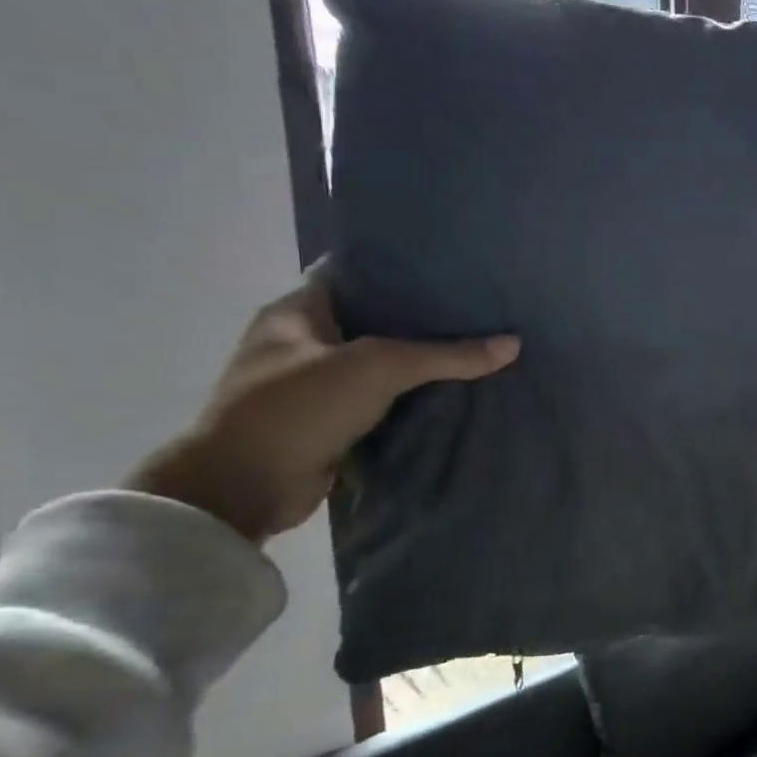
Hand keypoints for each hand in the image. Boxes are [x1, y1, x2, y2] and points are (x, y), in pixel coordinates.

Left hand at [127, 265, 518, 542]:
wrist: (242, 489)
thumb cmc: (297, 407)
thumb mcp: (377, 368)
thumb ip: (446, 355)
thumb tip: (514, 344)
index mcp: (296, 312)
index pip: (354, 273)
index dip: (399, 268)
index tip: (452, 269)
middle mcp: (303, 343)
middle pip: (374, 320)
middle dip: (423, 319)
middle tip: (480, 311)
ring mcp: (314, 386)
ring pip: (382, 365)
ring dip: (422, 364)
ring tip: (480, 349)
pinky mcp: (330, 424)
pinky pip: (383, 402)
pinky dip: (414, 400)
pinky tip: (457, 395)